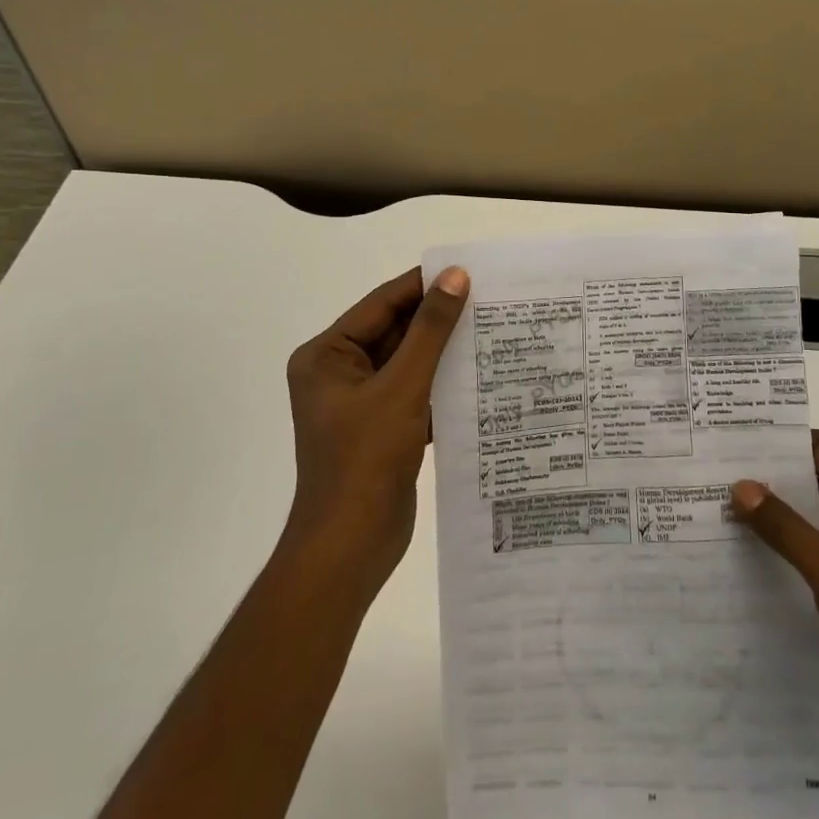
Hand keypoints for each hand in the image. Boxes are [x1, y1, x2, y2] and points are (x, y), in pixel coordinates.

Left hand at [283, 266, 468, 593]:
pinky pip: (414, 391)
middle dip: (437, 320)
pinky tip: (480, 376)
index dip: (423, 286)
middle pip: (395, 332)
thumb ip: (430, 331)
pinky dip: (441, 384)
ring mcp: (360, 402)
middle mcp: (339, 372)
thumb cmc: (366, 459)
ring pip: (408, 363)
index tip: (467, 271)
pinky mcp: (381, 427)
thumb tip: (456, 277)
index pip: (381, 305)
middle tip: (488, 300)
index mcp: (327, 355)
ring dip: (444, 352)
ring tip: (491, 331)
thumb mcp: (402, 387)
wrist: (351, 547)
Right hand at [732, 432, 818, 781]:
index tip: (727, 436)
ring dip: (765, 512)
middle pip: (808, 479)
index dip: (776, 441)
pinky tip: (735, 545)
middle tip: (706, 467)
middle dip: (762, 476)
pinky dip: (775, 544)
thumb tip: (739, 485)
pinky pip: (804, 548)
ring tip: (709, 500)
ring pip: (802, 515)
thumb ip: (785, 528)